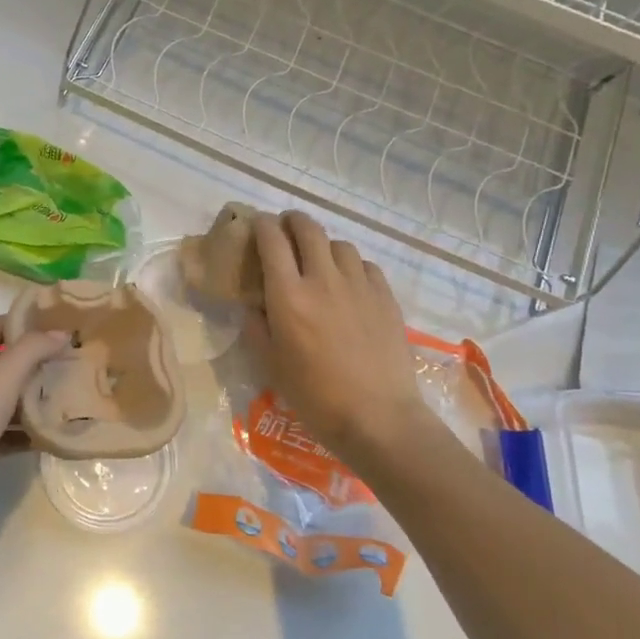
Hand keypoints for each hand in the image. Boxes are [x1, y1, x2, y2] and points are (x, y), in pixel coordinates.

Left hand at [0, 315, 68, 543]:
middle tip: (73, 363)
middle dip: (36, 362)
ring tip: (70, 397)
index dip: (27, 323)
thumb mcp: (0, 379)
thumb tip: (60, 333)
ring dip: (33, 397)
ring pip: (3, 398)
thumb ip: (31, 351)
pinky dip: (24, 432)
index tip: (63, 329)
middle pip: (1, 361)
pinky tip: (51, 436)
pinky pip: (2, 431)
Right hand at [247, 211, 427, 461]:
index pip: (272, 239)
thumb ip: (256, 326)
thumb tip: (254, 304)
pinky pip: (365, 265)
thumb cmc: (314, 395)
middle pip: (308, 228)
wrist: (377, 417)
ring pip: (339, 244)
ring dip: (323, 245)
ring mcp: (359, 285)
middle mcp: (323, 279)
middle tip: (285, 230)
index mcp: (288, 294)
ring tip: (318, 261)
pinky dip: (351, 266)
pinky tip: (348, 285)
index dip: (261, 225)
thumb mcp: (270, 364)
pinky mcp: (385, 297)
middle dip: (292, 221)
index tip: (256, 227)